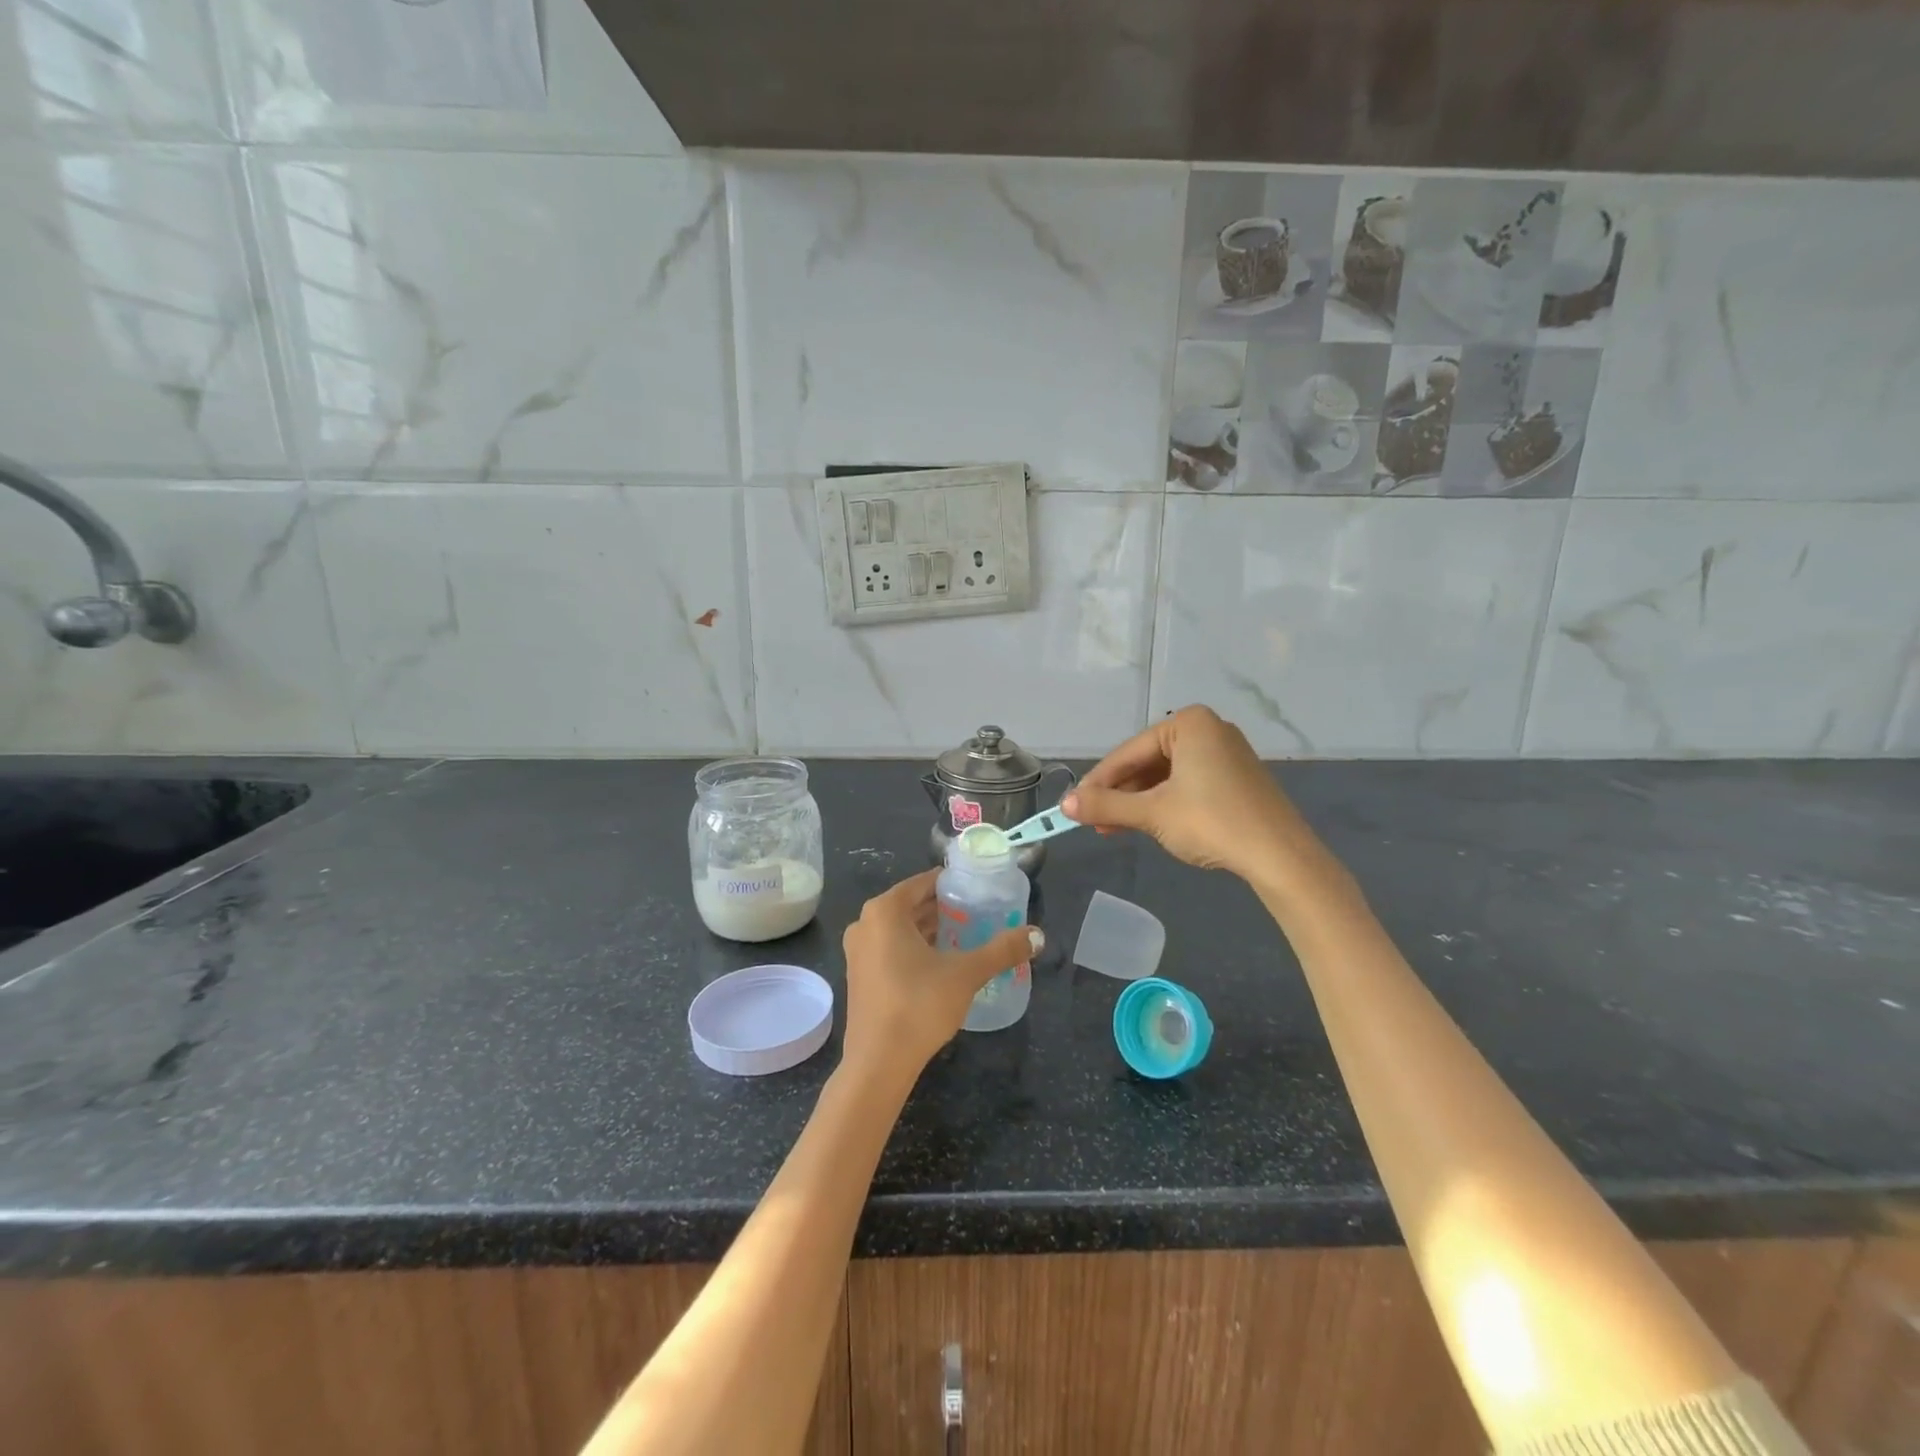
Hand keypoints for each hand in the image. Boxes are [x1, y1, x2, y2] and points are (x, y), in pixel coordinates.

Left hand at [840, 871, 1041, 1083]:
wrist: (879, 1062)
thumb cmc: (919, 1004)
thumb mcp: (966, 974)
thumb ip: (1002, 950)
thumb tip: (1038, 935)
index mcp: (885, 911)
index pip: (923, 883)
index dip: (952, 885)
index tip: (978, 890)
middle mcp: (865, 924)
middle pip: (910, 905)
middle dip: (943, 908)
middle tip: (977, 912)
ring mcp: (858, 952)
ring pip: (899, 928)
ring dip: (929, 930)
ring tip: (965, 935)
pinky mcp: (859, 976)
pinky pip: (890, 948)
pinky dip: (913, 948)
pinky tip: (941, 962)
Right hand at [1063, 705, 1328, 886]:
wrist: (1280, 856)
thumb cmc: (1211, 822)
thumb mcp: (1151, 813)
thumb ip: (1106, 805)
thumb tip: (1064, 805)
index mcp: (1188, 723)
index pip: (1129, 752)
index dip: (1097, 781)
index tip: (1073, 805)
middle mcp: (1209, 728)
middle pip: (1148, 761)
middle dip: (1119, 793)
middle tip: (1095, 821)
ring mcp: (1226, 752)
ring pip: (1167, 775)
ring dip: (1139, 801)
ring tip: (1116, 828)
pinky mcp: (1237, 777)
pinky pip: (1188, 783)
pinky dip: (1165, 802)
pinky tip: (1149, 824)